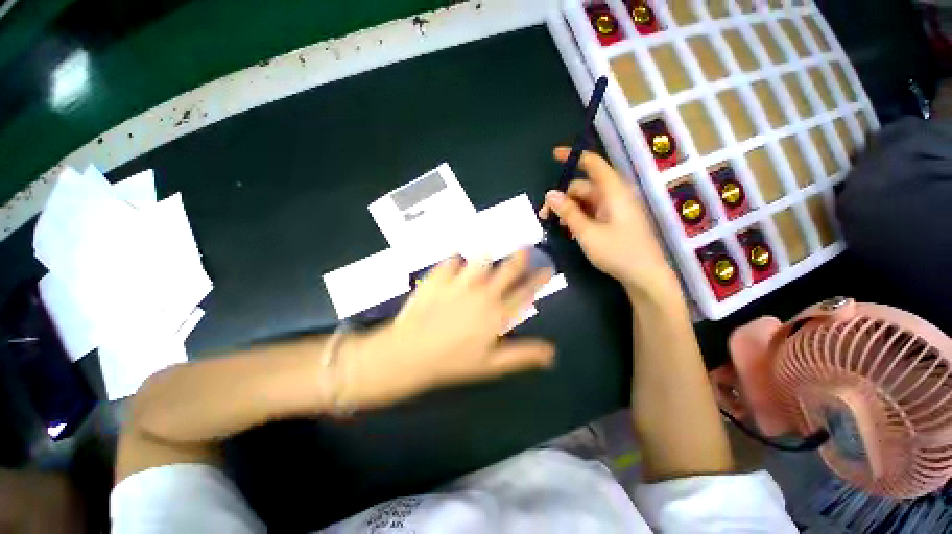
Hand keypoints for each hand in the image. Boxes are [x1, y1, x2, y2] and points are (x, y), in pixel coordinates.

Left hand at [347, 251, 554, 407]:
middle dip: (519, 257)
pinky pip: (452, 260)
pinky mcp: (439, 278)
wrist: (410, 353)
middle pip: (507, 270)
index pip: (525, 292)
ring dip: (487, 257)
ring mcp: (460, 282)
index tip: (547, 268)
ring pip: (481, 259)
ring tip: (487, 256)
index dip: (538, 279)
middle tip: (525, 248)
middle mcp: (482, 293)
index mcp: (496, 314)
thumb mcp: (491, 365)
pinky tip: (455, 263)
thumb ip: (522, 355)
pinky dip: (455, 260)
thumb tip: (551, 353)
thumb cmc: (453, 362)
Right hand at [539, 147, 678, 298]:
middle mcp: (615, 196)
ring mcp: (616, 210)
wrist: (646, 277)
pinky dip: (579, 218)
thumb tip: (550, 194)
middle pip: (584, 187)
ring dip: (569, 210)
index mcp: (613, 192)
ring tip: (556, 227)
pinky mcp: (616, 222)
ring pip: (586, 201)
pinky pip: (593, 213)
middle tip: (544, 216)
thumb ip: (568, 211)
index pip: (593, 163)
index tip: (554, 155)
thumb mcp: (587, 232)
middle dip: (563, 197)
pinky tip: (570, 231)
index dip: (573, 156)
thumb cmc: (618, 252)